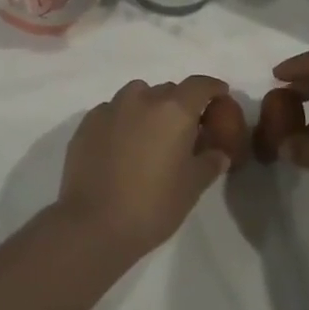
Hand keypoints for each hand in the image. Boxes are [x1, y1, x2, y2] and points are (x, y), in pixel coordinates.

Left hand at [58, 77, 231, 254]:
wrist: (92, 224)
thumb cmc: (152, 205)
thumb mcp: (192, 187)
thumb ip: (210, 162)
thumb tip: (218, 153)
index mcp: (174, 110)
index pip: (200, 85)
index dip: (213, 88)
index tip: (220, 96)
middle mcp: (142, 99)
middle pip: (168, 90)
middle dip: (180, 104)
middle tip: (184, 130)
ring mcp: (111, 108)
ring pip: (137, 95)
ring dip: (149, 107)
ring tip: (150, 135)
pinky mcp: (87, 123)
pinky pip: (113, 111)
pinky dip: (122, 120)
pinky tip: (121, 146)